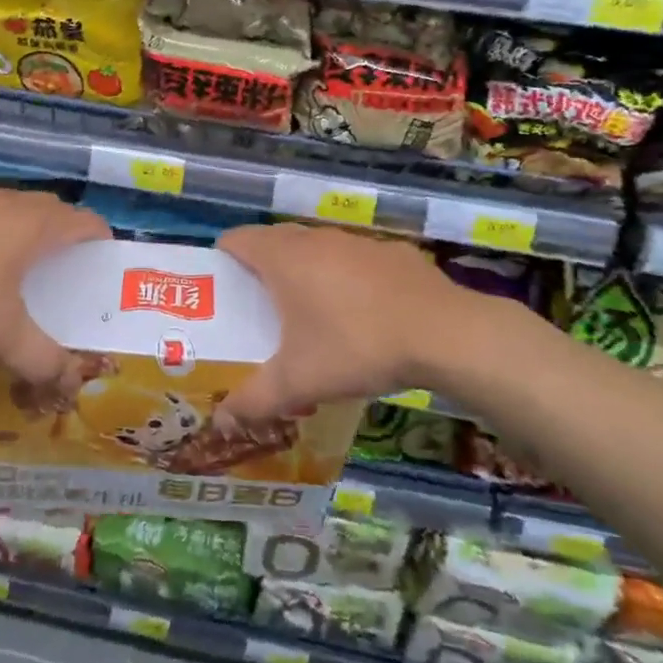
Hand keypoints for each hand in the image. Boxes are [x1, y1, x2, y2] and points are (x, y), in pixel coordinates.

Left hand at [0, 189, 110, 388]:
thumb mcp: (1, 334)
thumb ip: (43, 361)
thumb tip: (70, 384)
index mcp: (41, 223)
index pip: (93, 225)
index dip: (105, 252)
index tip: (101, 285)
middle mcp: (15, 202)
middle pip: (58, 219)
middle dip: (68, 252)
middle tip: (64, 292)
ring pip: (20, 219)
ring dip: (29, 247)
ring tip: (19, 288)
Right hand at [213, 223, 477, 422]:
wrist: (444, 333)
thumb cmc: (355, 346)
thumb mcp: (298, 382)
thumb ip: (254, 401)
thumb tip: (221, 423)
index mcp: (285, 258)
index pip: (237, 239)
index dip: (222, 258)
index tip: (219, 288)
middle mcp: (317, 239)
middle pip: (275, 241)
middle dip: (260, 268)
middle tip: (256, 308)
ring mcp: (358, 242)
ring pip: (317, 248)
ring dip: (305, 271)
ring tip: (306, 313)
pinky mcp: (393, 252)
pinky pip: (354, 260)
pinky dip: (346, 277)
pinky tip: (360, 313)